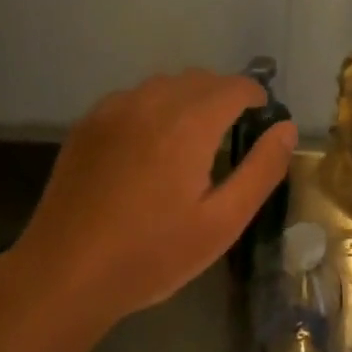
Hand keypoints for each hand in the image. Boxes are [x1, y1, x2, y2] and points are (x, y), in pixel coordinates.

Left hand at [15, 70, 295, 324]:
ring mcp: (114, 109)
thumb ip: (261, 170)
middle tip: (231, 134)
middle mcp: (151, 102)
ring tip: (191, 139)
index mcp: (188, 123)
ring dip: (188, 98)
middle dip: (223, 95)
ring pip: (164, 84)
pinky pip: (133, 97)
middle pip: (200, 78)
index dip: (255, 97)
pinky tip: (149, 145)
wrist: (65, 273)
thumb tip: (286, 129)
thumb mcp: (221, 223)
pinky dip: (153, 107)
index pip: (234, 86)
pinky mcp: (88, 123)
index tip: (261, 118)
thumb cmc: (152, 254)